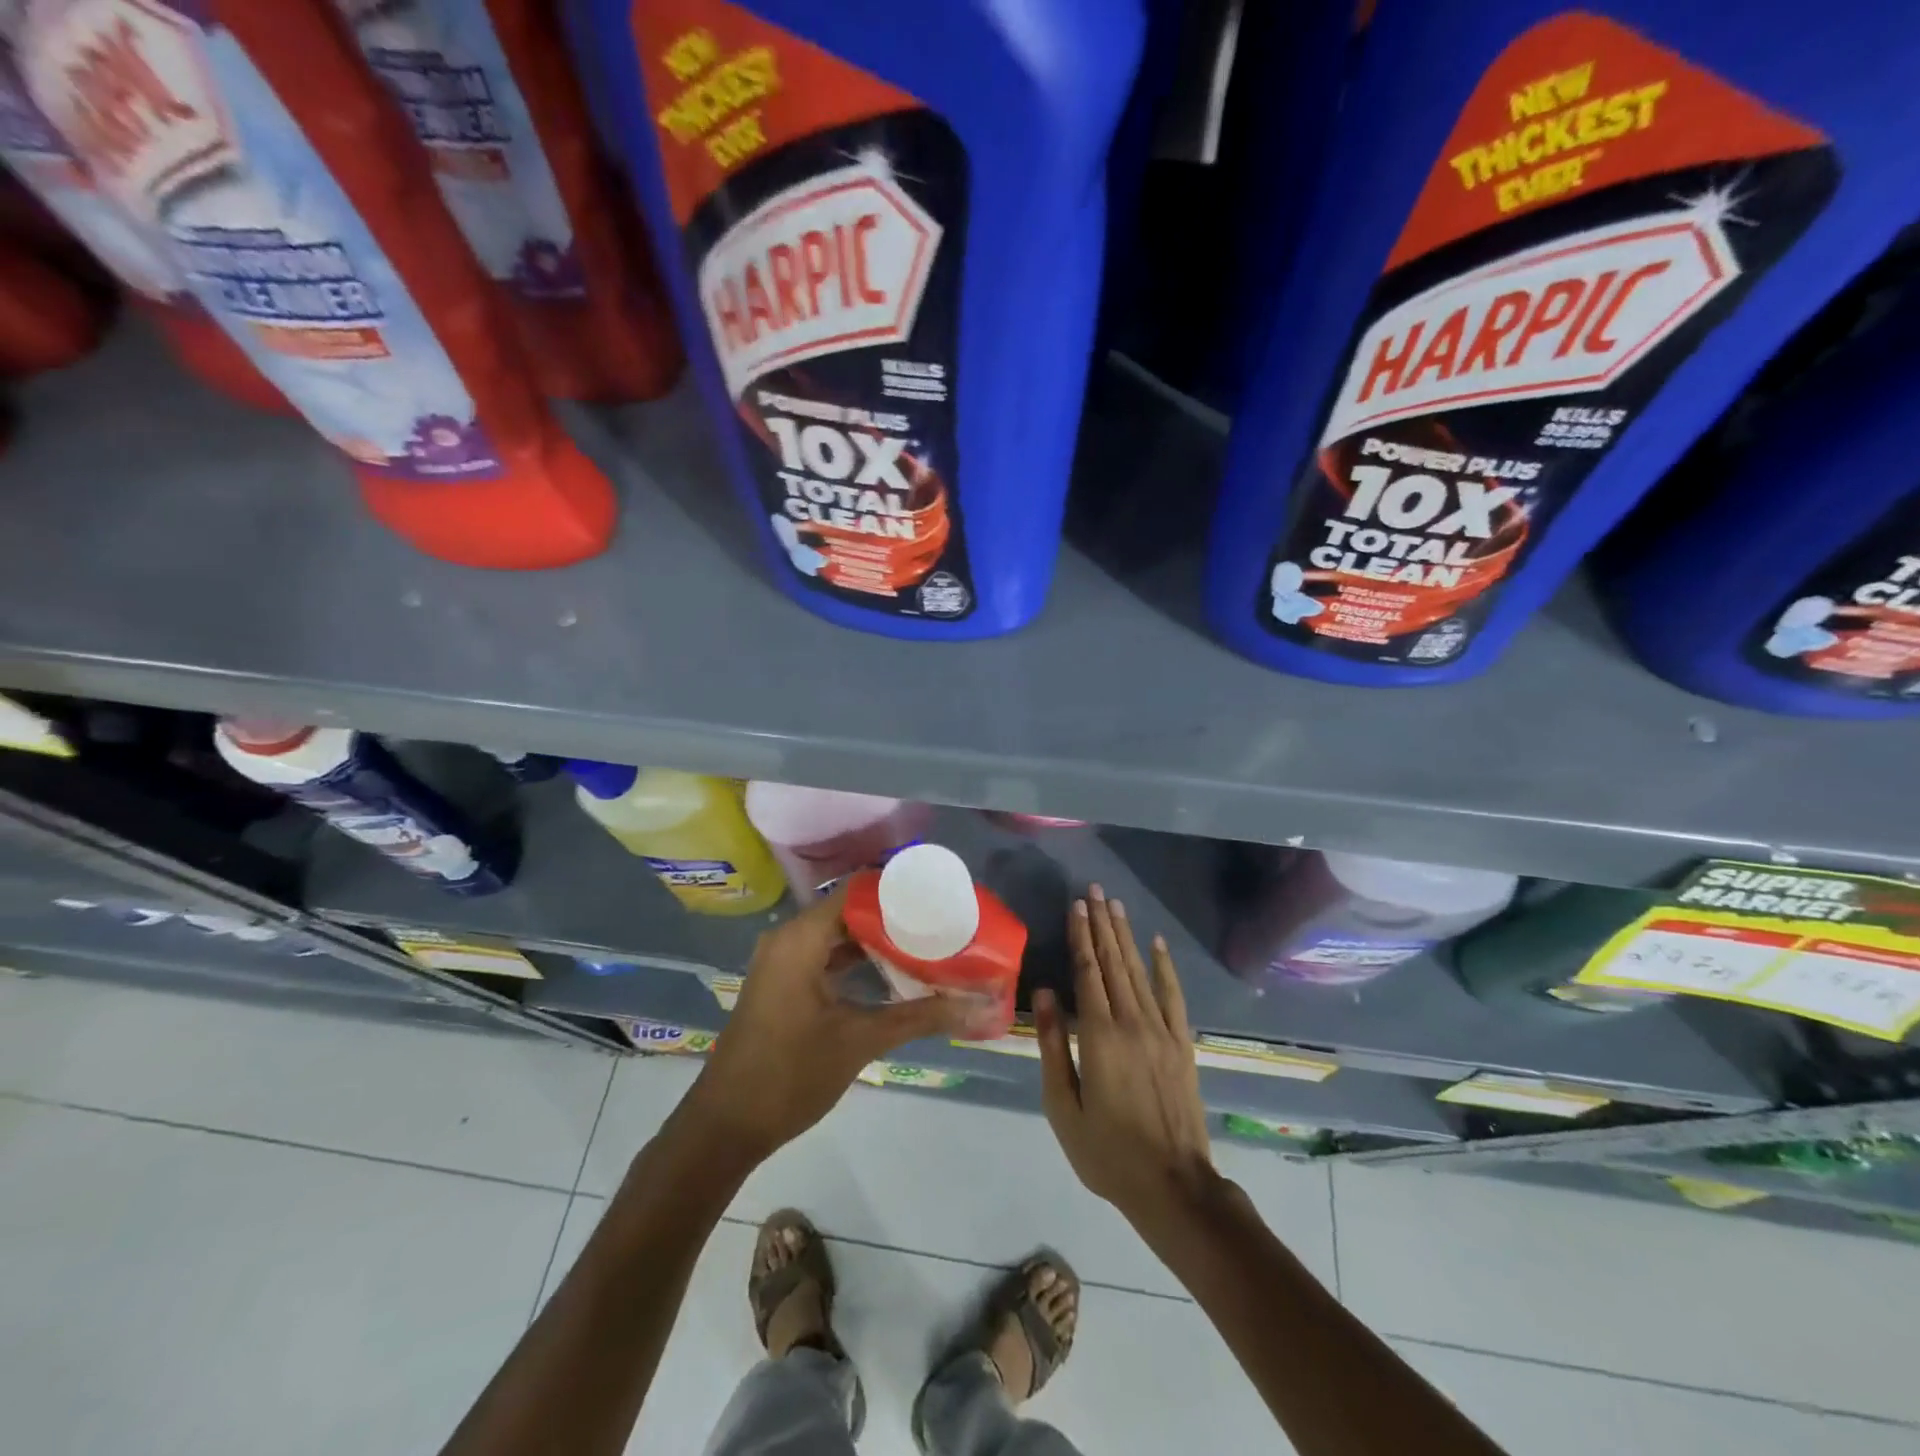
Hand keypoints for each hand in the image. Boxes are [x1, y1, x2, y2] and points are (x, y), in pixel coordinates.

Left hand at [684, 883, 965, 1162]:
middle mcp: (788, 940)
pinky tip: (893, 977)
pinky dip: (857, 963)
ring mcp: (782, 963)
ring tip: (927, 948)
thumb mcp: (860, 1041)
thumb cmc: (790, 1075)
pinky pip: (826, 958)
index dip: (898, 893)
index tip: (939, 900)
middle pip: (849, 912)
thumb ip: (921, 1018)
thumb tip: (979, 1008)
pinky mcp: (783, 985)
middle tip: (942, 927)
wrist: (725, 1127)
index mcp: (800, 939)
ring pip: (838, 937)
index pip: (857, 892)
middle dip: (895, 919)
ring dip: (878, 943)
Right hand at [1036, 885, 1217, 1229]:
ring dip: (1126, 936)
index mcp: (1099, 1037)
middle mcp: (1132, 1023)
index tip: (1076, 905)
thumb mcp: (1063, 1106)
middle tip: (1095, 891)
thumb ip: (1052, 1046)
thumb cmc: (1107, 1151)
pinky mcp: (1182, 1045)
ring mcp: (1162, 1032)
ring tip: (1116, 906)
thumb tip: (1044, 992)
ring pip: (1139, 972)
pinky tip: (1157, 944)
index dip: (1081, 937)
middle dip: (1102, 925)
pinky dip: (1164, 967)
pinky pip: (1173, 996)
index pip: (1087, 973)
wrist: (1173, 1186)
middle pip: (1113, 963)